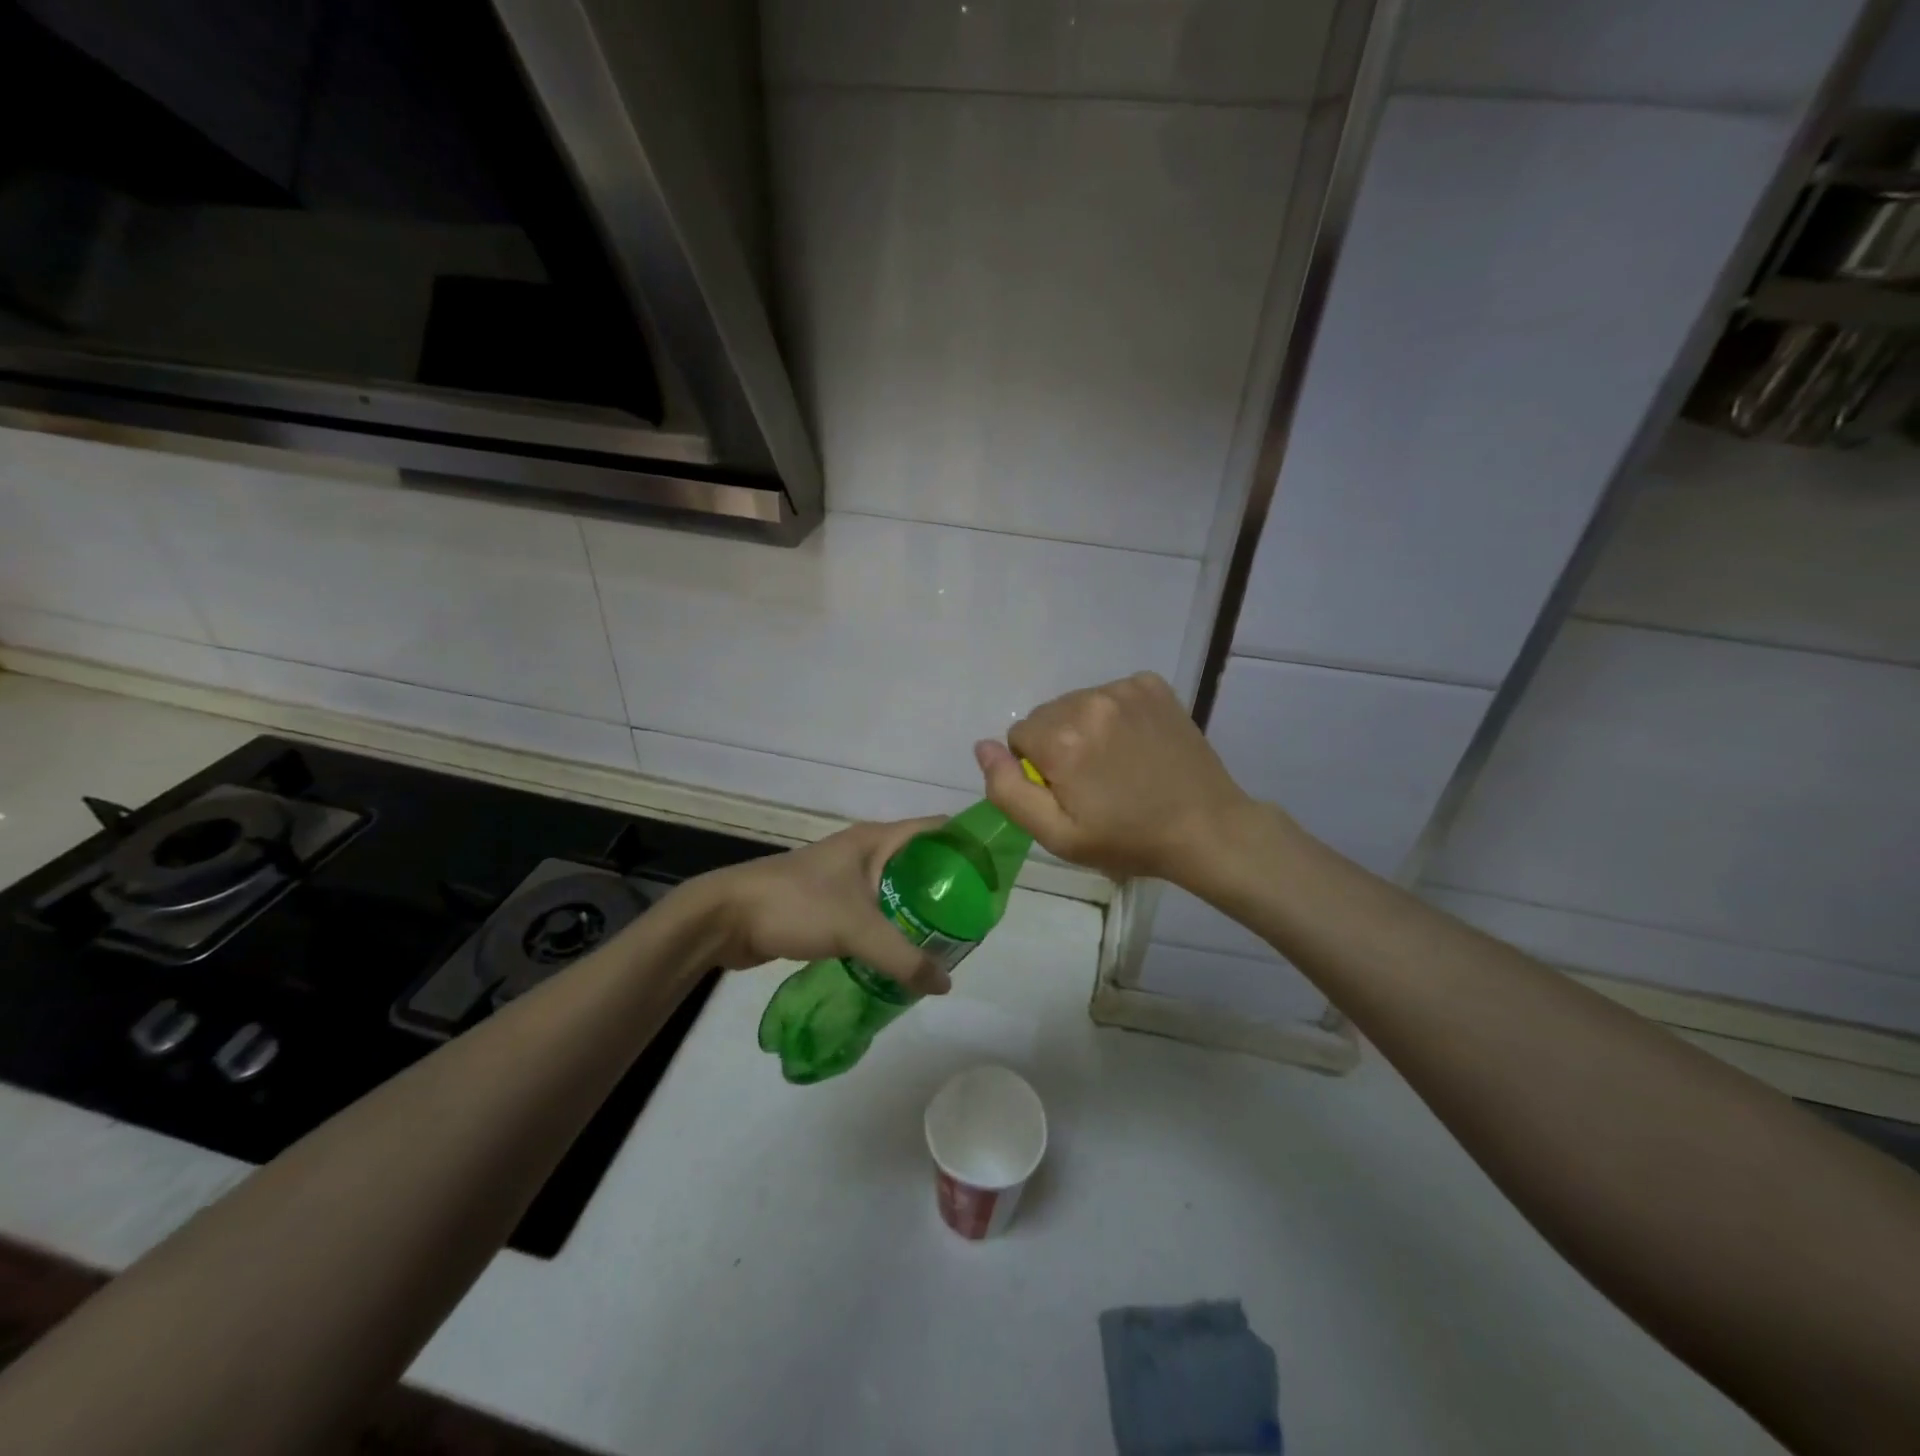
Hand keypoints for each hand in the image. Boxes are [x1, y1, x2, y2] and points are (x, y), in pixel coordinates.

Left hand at [675, 818, 950, 994]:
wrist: (727, 917)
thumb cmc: (797, 905)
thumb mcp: (856, 929)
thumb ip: (903, 958)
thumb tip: (945, 984)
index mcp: (877, 839)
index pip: (938, 829)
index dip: (968, 845)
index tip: (995, 875)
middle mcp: (866, 851)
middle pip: (922, 861)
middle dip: (949, 887)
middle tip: (976, 919)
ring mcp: (846, 876)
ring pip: (897, 888)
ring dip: (920, 910)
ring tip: (949, 940)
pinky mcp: (830, 902)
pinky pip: (875, 910)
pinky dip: (893, 926)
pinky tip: (905, 953)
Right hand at [974, 672, 1256, 886]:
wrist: (1206, 827)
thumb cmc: (1126, 839)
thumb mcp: (1057, 834)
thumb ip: (1008, 790)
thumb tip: (983, 746)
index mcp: (1061, 739)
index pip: (1018, 737)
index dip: (1037, 769)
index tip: (1068, 791)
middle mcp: (1088, 702)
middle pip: (1047, 716)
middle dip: (1058, 744)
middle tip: (1093, 780)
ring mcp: (1124, 689)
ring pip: (1077, 703)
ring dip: (1085, 728)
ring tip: (1117, 763)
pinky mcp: (1151, 684)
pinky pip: (1110, 693)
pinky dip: (1114, 715)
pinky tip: (1136, 743)